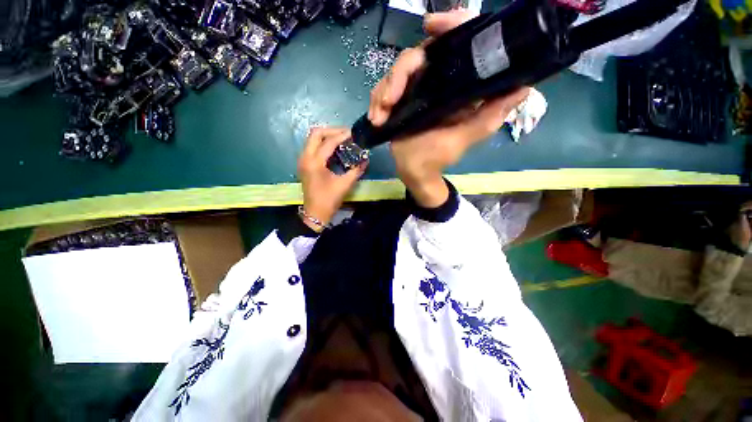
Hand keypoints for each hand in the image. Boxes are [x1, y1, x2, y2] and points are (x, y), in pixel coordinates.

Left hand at [298, 127, 367, 230]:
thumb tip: (366, 159)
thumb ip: (356, 170)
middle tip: (346, 134)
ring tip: (342, 139)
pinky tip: (334, 148)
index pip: (328, 142)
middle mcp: (305, 157)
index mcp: (314, 162)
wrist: (315, 213)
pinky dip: (323, 143)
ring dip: (327, 136)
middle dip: (332, 131)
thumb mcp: (345, 184)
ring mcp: (303, 160)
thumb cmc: (329, 199)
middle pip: (315, 133)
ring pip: (312, 139)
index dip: (342, 135)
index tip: (353, 133)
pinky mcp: (304, 164)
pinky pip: (312, 146)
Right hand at [368, 10, 529, 207]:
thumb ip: (490, 116)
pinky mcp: (398, 101)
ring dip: (385, 91)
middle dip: (400, 73)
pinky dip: (376, 102)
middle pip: (418, 55)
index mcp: (456, 84)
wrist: (415, 171)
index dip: (449, 25)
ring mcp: (415, 90)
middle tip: (391, 97)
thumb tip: (524, 87)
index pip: (456, 43)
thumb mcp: (466, 137)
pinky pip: (383, 90)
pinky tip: (376, 119)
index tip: (432, 25)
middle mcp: (436, 81)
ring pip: (396, 72)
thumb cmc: (439, 156)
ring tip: (381, 115)